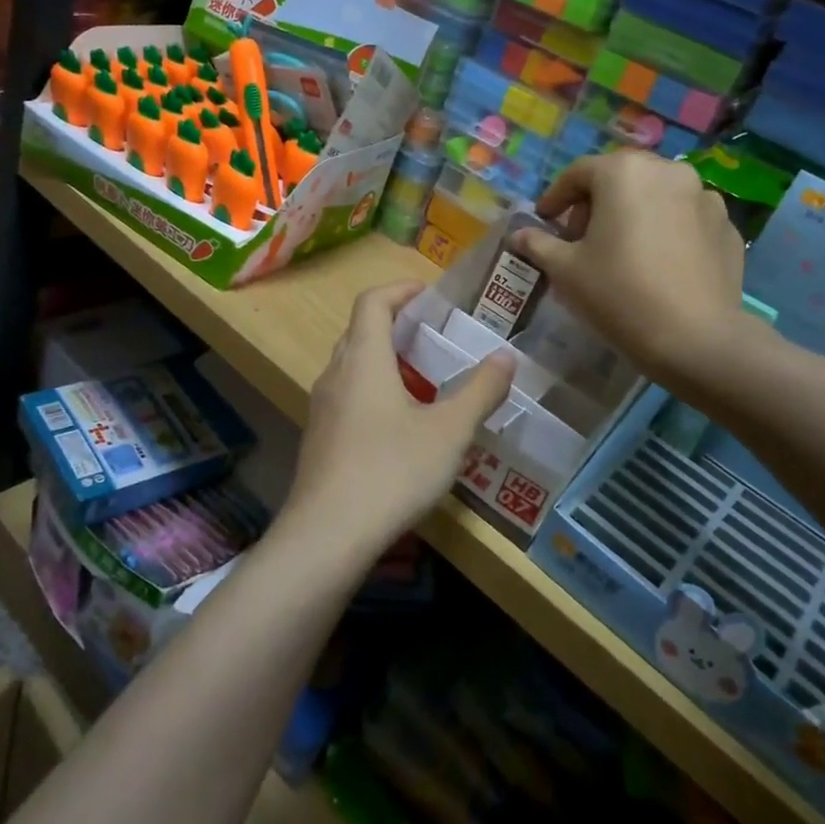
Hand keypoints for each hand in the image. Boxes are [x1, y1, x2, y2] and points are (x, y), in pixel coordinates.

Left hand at [281, 282, 513, 564]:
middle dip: (395, 325)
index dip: (399, 290)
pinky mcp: (318, 439)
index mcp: (363, 359)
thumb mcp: (449, 432)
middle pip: (360, 332)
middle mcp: (335, 374)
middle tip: (433, 337)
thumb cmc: (392, 470)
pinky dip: (373, 392)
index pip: (372, 302)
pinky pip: (346, 397)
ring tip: (422, 380)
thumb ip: (480, 391)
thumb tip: (506, 356)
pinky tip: (399, 426)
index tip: (428, 294)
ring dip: (384, 362)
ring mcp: (321, 408)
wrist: (327, 534)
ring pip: (352, 367)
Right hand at [509, 152, 764, 394]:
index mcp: (623, 172)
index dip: (556, 197)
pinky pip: (684, 218)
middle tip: (580, 238)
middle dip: (595, 203)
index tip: (545, 221)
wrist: (696, 338)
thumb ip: (538, 243)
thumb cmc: (618, 293)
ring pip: (655, 195)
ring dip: (633, 213)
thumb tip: (518, 235)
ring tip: (621, 250)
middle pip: (620, 178)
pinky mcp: (727, 226)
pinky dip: (665, 230)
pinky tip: (656, 263)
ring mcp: (704, 197)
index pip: (578, 173)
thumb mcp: (565, 270)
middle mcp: (668, 171)